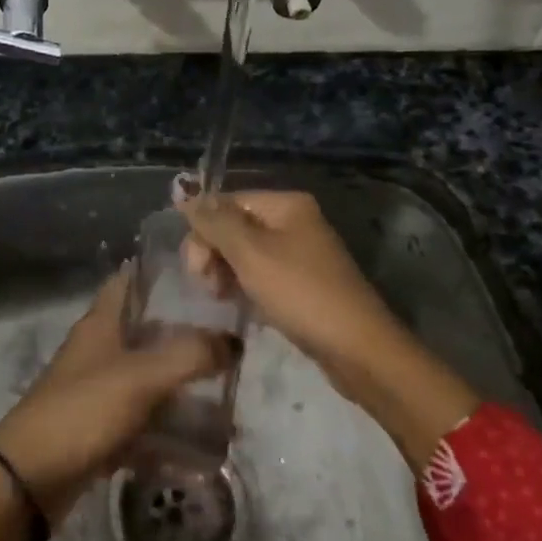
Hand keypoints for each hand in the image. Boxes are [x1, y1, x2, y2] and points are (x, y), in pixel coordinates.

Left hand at [0, 265, 235, 540]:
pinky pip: (142, 424)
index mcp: (101, 323)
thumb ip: (189, 355)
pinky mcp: (99, 430)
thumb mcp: (141, 377)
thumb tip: (233, 342)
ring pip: (147, 380)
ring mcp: (98, 391)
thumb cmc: (83, 410)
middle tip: (229, 341)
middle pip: (145, 331)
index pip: (129, 280)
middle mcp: (99, 350)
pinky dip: (167, 434)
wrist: (30, 477)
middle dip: (184, 336)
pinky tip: (202, 449)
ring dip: (180, 389)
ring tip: (226, 397)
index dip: (160, 273)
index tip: (202, 275)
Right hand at [175, 188, 478, 465]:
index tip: (197, 269)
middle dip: (213, 252)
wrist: (358, 349)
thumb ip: (215, 221)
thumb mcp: (251, 253)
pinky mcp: (301, 282)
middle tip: (209, 286)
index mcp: (286, 204)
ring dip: (225, 271)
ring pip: (244, 252)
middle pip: (234, 225)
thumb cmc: (301, 293)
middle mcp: (294, 220)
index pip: (226, 202)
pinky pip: (260, 273)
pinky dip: (245, 285)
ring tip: (222, 298)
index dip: (204, 231)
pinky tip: (240, 304)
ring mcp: (300, 252)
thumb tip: (184, 191)